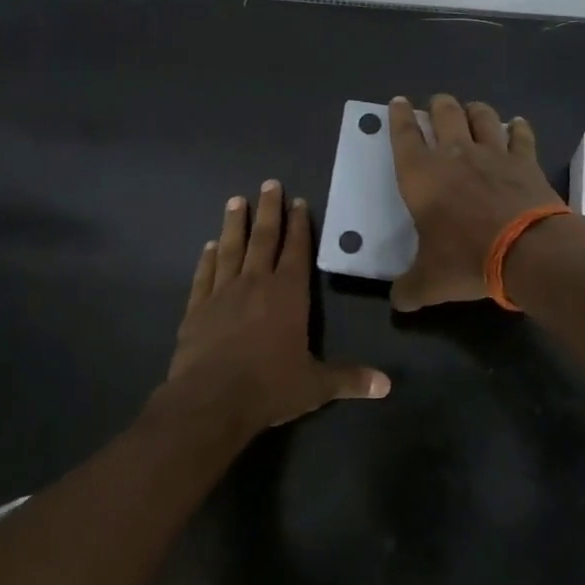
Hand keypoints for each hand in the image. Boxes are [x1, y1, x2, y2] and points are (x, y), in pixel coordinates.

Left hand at [167, 180, 390, 432]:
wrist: (210, 401)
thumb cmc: (269, 387)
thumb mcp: (315, 386)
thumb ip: (349, 379)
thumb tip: (387, 385)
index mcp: (287, 295)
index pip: (296, 251)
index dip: (299, 226)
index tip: (298, 202)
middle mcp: (255, 284)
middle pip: (263, 239)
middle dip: (269, 211)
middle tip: (269, 184)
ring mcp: (222, 294)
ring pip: (230, 250)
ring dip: (234, 225)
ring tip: (236, 200)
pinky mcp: (196, 309)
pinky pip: (204, 276)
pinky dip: (207, 259)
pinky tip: (208, 246)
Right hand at [387, 94, 564, 310]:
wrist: (526, 251)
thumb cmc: (467, 259)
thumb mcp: (430, 282)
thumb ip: (410, 288)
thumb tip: (398, 301)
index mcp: (421, 176)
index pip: (403, 136)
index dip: (398, 117)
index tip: (397, 102)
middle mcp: (455, 155)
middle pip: (444, 113)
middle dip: (437, 105)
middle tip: (436, 105)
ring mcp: (493, 154)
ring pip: (482, 116)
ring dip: (475, 110)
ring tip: (472, 111)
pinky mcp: (525, 161)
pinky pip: (520, 135)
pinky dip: (518, 128)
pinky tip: (517, 126)